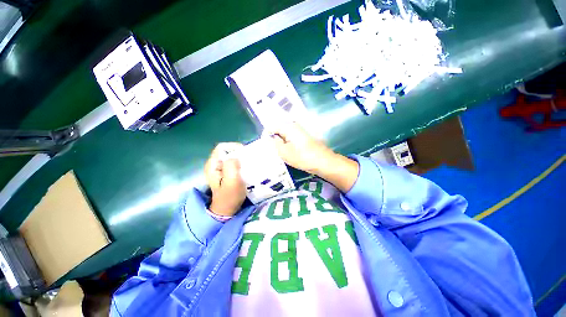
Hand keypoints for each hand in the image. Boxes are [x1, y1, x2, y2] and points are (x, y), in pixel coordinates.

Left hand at [204, 143, 246, 216]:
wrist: (227, 210)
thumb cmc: (230, 197)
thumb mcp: (232, 182)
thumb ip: (231, 167)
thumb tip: (236, 157)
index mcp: (212, 165)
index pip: (222, 147)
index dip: (234, 147)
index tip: (245, 154)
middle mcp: (214, 164)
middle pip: (227, 151)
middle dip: (239, 153)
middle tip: (249, 160)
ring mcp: (220, 168)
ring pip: (231, 156)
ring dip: (241, 158)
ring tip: (249, 164)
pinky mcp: (226, 172)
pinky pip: (234, 162)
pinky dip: (241, 163)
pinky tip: (246, 168)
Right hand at [269, 123, 358, 191]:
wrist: (323, 162)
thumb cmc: (303, 157)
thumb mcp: (284, 152)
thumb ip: (274, 144)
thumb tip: (269, 138)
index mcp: (288, 127)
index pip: (272, 127)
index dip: (266, 135)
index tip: (264, 146)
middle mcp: (294, 126)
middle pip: (278, 131)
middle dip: (273, 140)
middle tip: (271, 151)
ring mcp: (300, 132)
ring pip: (285, 136)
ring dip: (280, 144)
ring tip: (278, 154)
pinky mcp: (304, 139)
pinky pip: (291, 140)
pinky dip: (287, 145)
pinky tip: (287, 153)